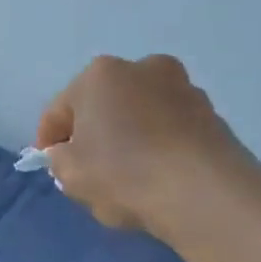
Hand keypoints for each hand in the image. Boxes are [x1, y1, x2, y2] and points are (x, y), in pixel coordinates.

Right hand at [35, 55, 250, 235]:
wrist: (203, 193)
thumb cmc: (122, 173)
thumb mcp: (69, 173)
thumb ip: (59, 159)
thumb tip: (70, 154)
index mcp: (100, 75)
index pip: (59, 110)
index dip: (48, 141)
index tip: (50, 166)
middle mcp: (143, 68)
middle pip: (103, 107)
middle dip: (93, 134)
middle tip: (87, 170)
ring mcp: (183, 89)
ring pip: (139, 117)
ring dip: (127, 140)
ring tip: (125, 178)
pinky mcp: (212, 116)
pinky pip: (168, 132)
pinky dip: (157, 149)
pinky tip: (154, 180)